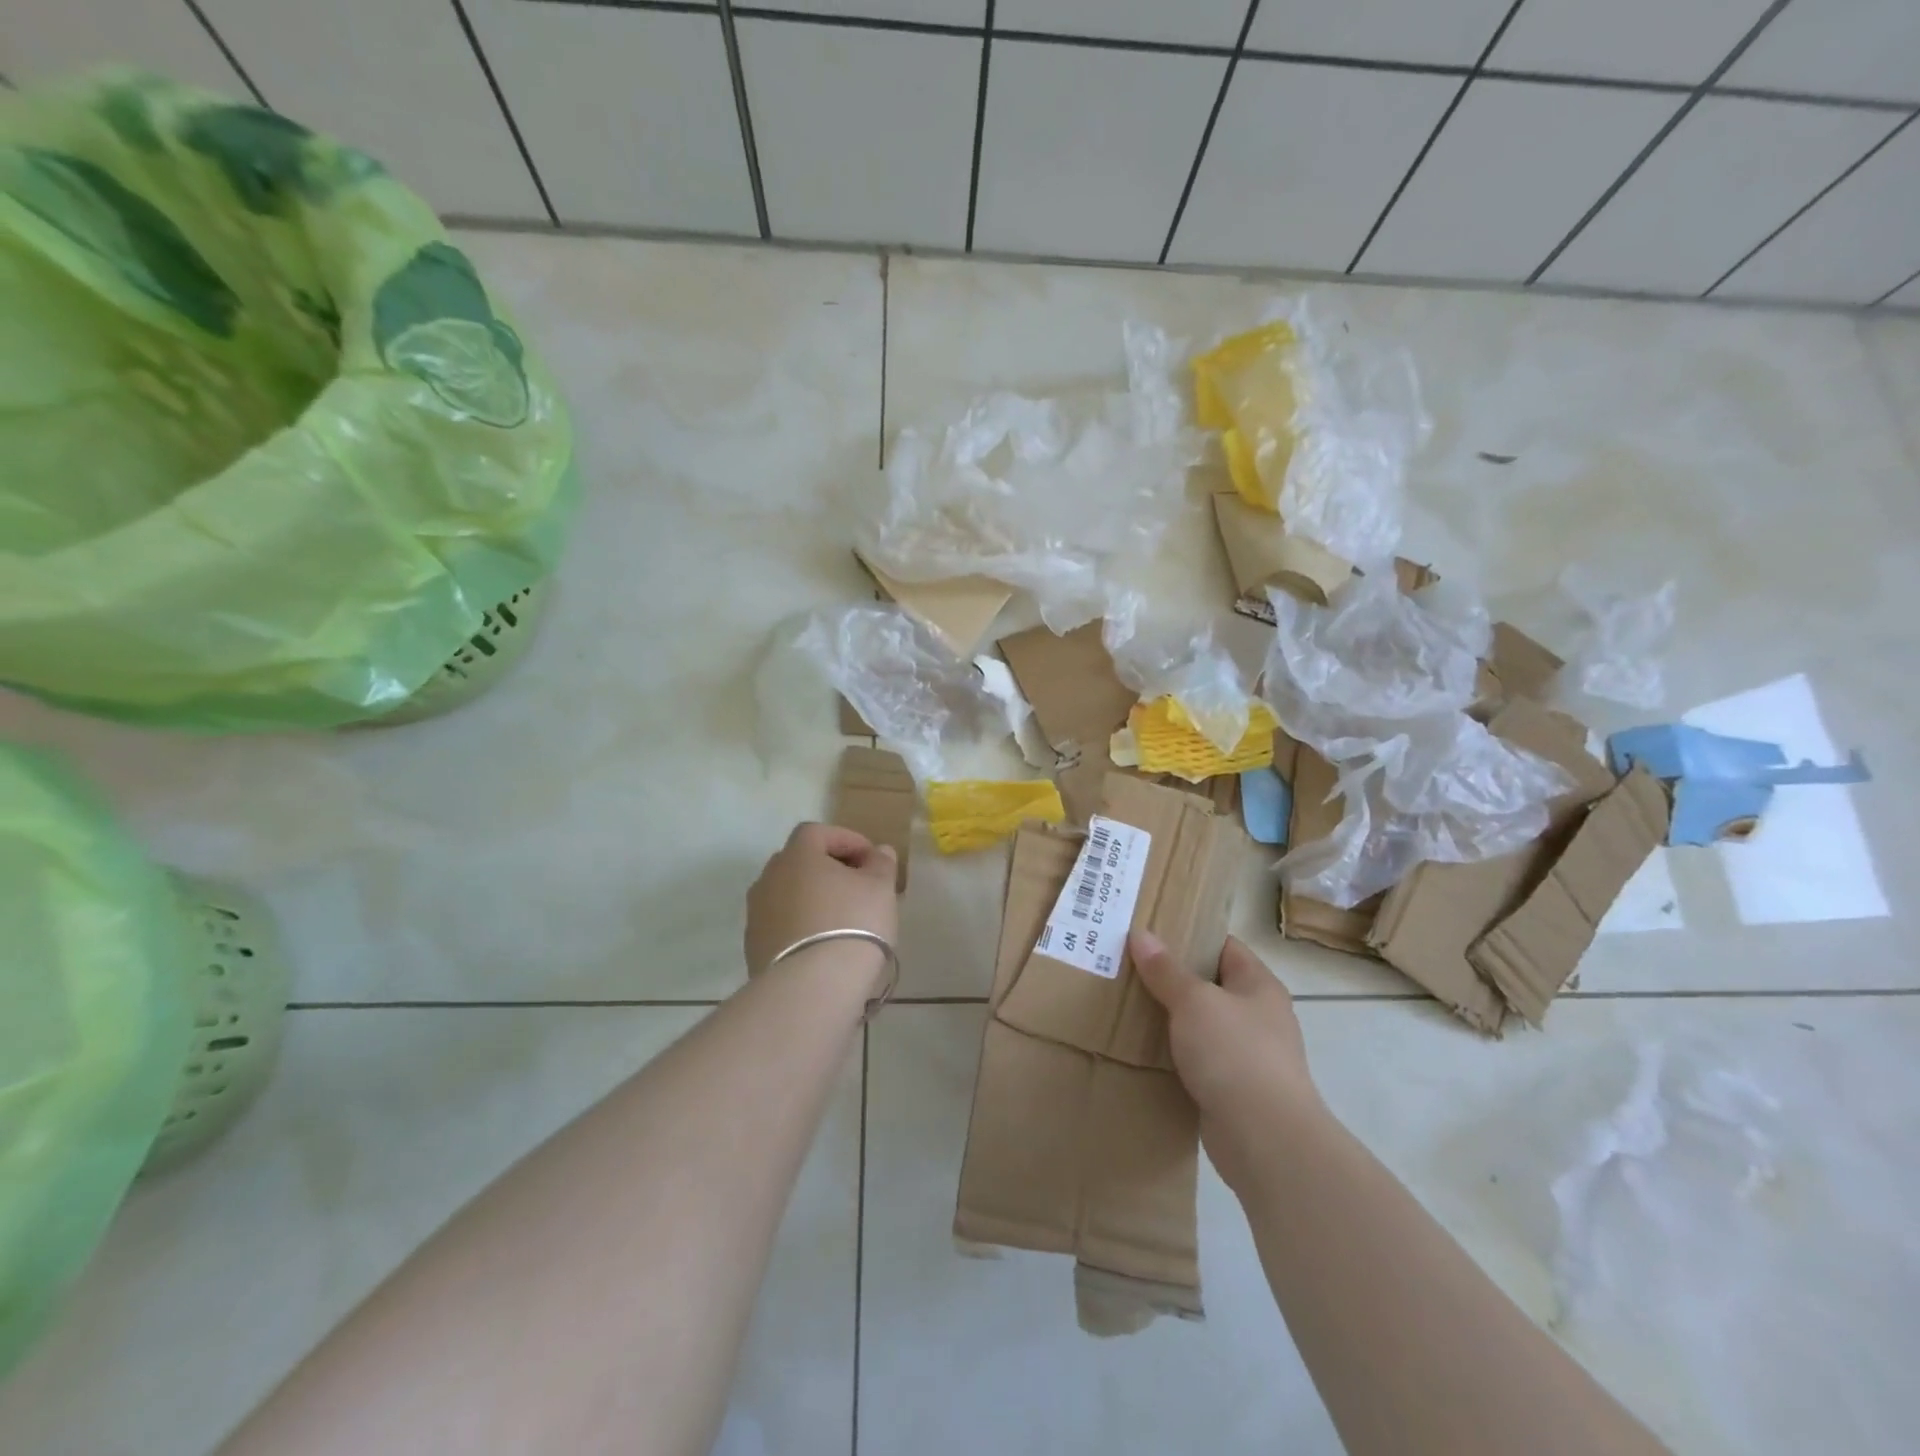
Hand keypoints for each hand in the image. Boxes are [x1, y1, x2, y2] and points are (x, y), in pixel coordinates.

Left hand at [745, 823, 899, 979]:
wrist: (811, 986)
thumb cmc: (852, 923)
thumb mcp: (880, 888)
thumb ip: (881, 864)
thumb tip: (878, 852)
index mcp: (797, 855)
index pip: (817, 832)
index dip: (846, 839)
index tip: (871, 859)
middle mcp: (769, 878)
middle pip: (799, 862)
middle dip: (827, 869)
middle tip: (857, 886)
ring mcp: (756, 914)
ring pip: (788, 895)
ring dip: (812, 899)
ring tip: (842, 919)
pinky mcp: (754, 948)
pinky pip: (781, 925)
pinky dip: (801, 926)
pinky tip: (823, 946)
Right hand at [1131, 931, 1321, 1188]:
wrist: (1265, 1140)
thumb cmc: (1235, 1054)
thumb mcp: (1194, 1002)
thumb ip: (1166, 970)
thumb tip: (1140, 934)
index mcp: (1258, 986)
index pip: (1223, 946)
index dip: (1189, 935)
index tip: (1149, 931)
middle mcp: (1257, 1016)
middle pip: (1209, 985)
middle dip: (1170, 977)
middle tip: (1126, 965)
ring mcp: (1246, 1055)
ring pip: (1200, 1025)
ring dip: (1168, 1018)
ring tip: (1125, 1002)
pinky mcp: (1232, 1090)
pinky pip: (1196, 1060)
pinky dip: (1172, 1054)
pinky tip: (1141, 1048)